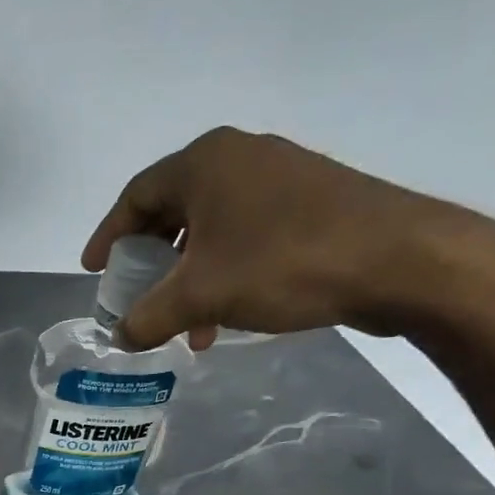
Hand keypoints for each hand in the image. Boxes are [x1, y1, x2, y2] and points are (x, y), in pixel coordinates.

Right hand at [82, 127, 494, 350]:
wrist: (399, 260)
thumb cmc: (282, 264)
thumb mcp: (199, 297)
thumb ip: (146, 318)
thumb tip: (118, 337)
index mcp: (205, 163)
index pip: (135, 196)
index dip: (108, 236)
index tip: (94, 270)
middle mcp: (240, 157)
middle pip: (172, 210)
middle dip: (150, 261)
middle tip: (136, 294)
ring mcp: (280, 176)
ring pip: (211, 228)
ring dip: (188, 276)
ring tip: (184, 324)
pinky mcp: (312, 201)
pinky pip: (245, 235)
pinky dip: (224, 272)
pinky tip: (226, 313)